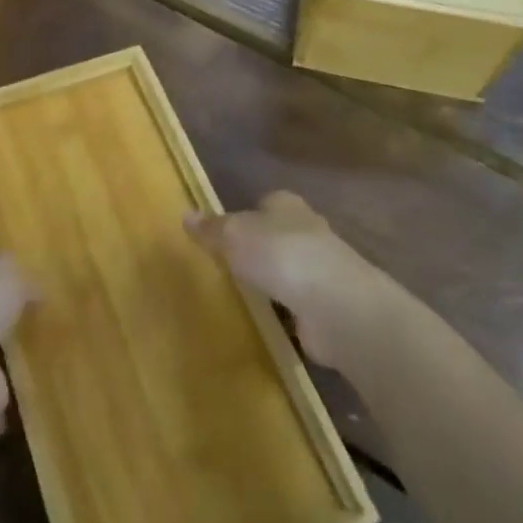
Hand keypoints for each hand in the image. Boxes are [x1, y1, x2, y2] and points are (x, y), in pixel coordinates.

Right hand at [186, 191, 387, 365]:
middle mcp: (309, 231)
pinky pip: (299, 303)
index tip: (227, 229)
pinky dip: (286, 309)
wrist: (336, 307)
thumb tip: (185, 214)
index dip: (248, 213)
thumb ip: (212, 229)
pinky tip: (268, 319)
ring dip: (275, 279)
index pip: (266, 203)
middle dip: (261, 245)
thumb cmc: (281, 256)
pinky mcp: (327, 306)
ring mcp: (322, 270)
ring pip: (290, 268)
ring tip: (245, 292)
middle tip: (231, 261)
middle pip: (280, 234)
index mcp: (287, 206)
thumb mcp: (234, 236)